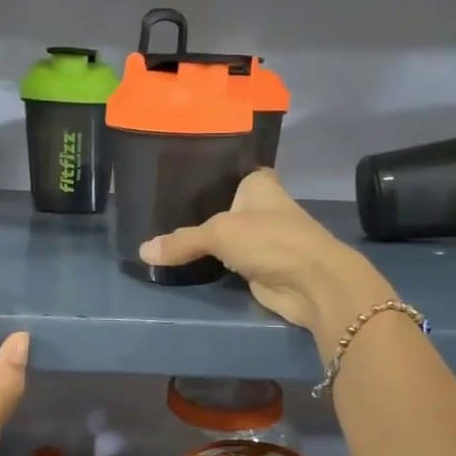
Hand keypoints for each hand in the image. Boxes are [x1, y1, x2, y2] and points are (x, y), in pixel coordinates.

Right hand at [138, 170, 395, 355]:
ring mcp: (260, 237)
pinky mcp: (257, 265)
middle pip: (218, 206)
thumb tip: (143, 252)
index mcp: (258, 183)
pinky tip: (181, 259)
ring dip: (200, 241)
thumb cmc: (271, 241)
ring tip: (160, 235)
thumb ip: (182, 241)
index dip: (199, 175)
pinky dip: (208, 263)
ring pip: (221, 236)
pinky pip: (224, 261)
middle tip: (153, 211)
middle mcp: (260, 206)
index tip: (167, 179)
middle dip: (192, 211)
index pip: (224, 171)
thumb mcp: (220, 233)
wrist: (312, 283)